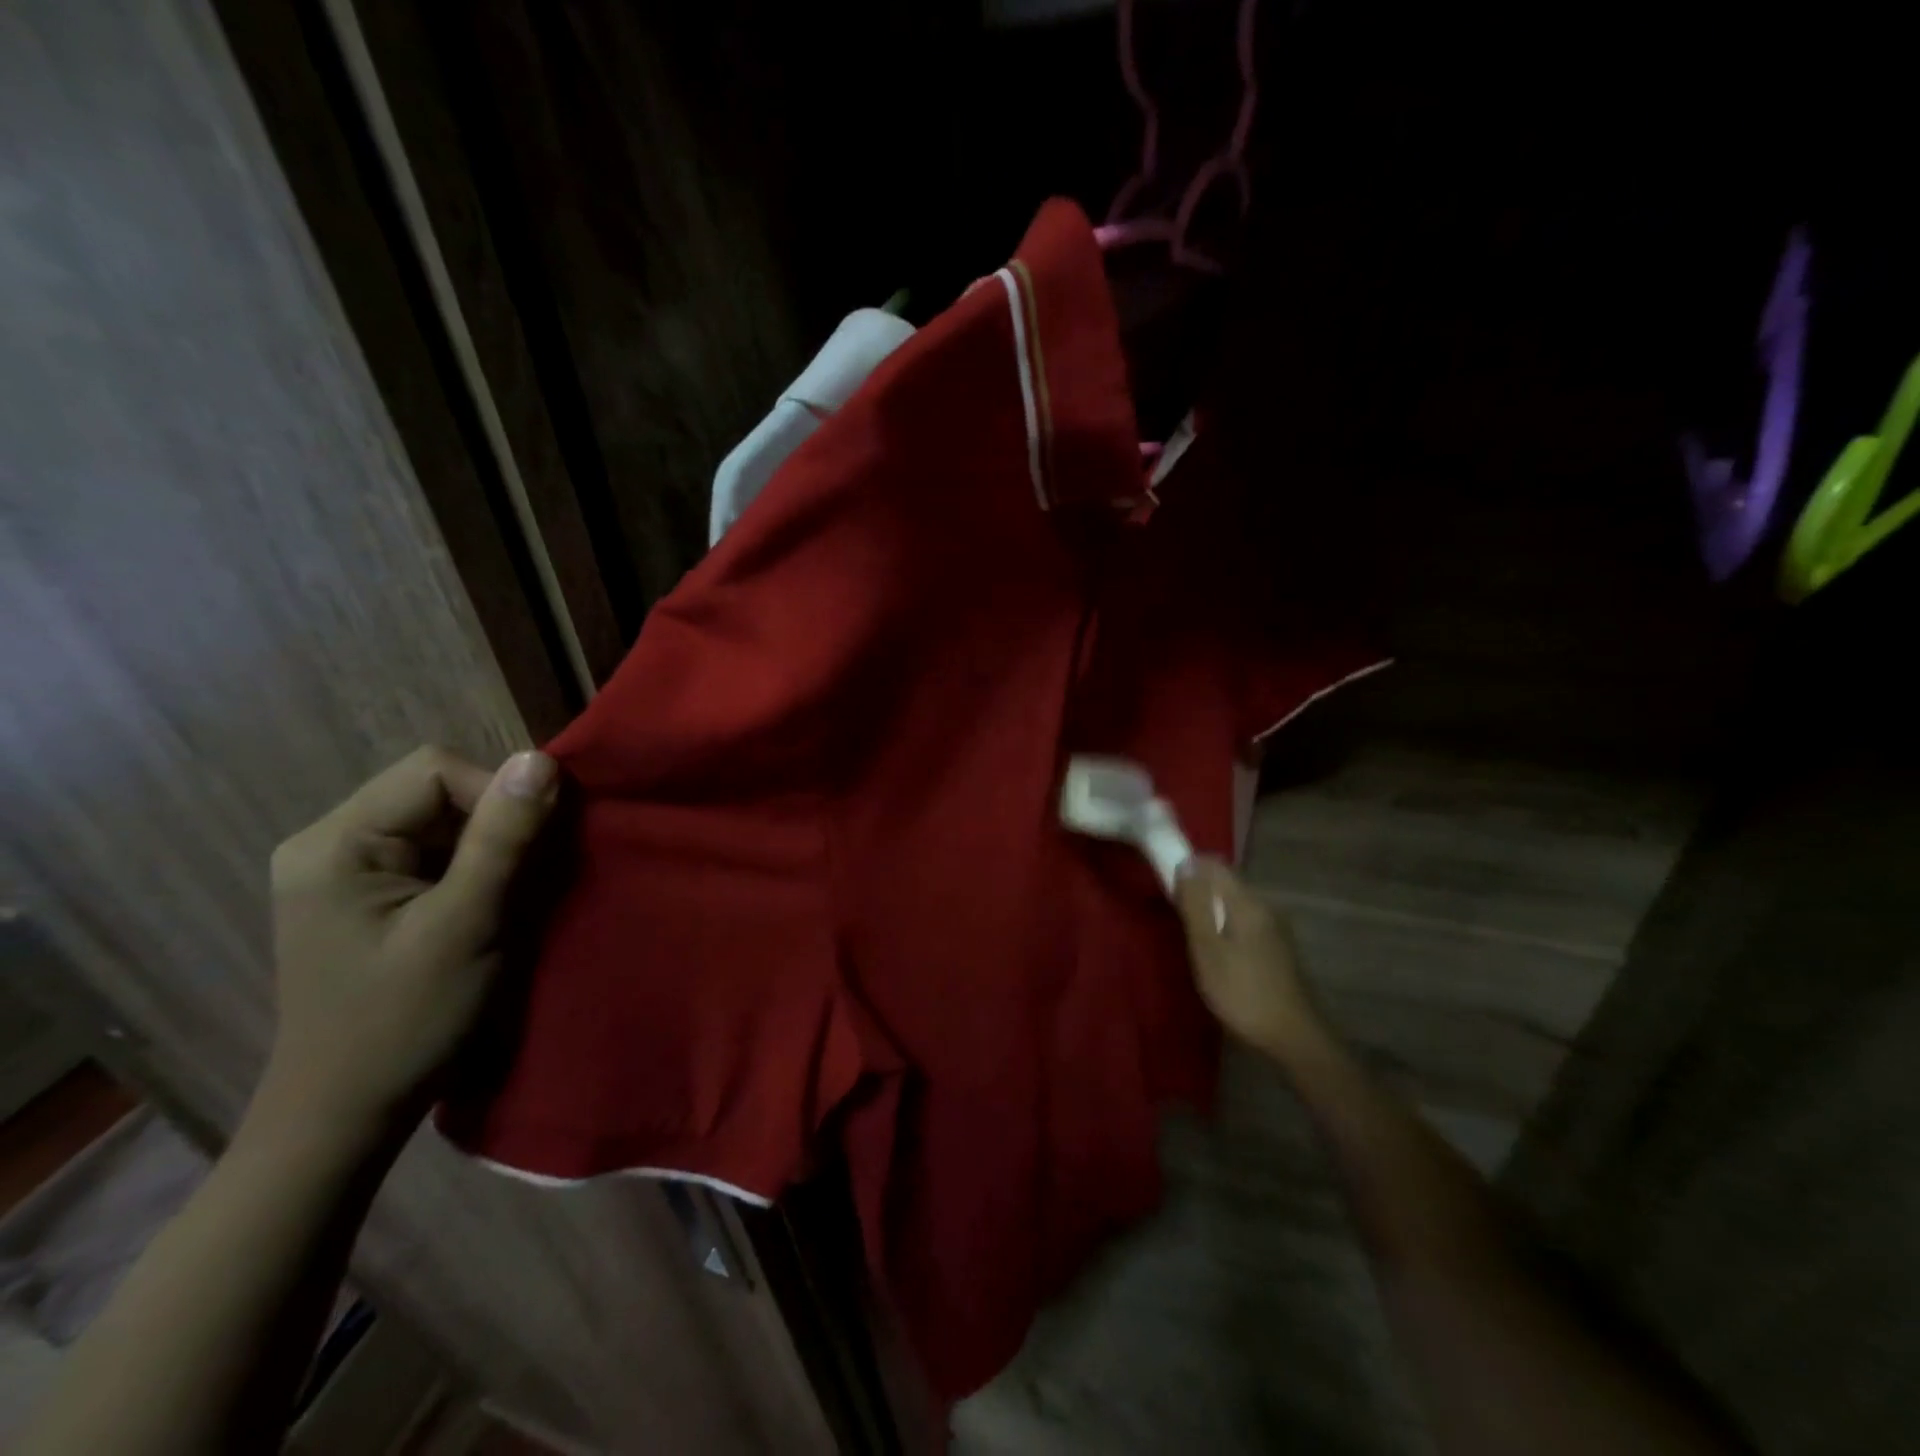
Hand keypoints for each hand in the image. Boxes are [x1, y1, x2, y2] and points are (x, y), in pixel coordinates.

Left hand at [261, 745, 559, 1140]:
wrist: (348, 1114)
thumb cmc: (404, 1022)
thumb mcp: (466, 926)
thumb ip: (503, 840)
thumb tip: (543, 759)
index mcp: (334, 843)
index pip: (435, 771)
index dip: (497, 797)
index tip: (531, 852)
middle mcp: (329, 843)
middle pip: (438, 791)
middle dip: (496, 825)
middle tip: (525, 878)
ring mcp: (345, 870)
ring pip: (443, 821)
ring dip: (491, 849)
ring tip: (509, 897)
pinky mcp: (367, 894)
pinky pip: (435, 852)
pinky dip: (475, 869)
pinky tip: (485, 907)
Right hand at [1174, 857, 1323, 1060]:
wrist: (1293, 1036)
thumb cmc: (1242, 992)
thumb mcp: (1207, 949)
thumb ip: (1195, 905)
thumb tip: (1186, 863)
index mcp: (1247, 902)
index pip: (1214, 865)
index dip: (1188, 869)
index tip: (1170, 892)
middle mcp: (1264, 905)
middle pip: (1224, 882)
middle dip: (1198, 892)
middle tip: (1179, 921)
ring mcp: (1274, 926)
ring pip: (1234, 903)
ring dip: (1211, 912)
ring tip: (1196, 942)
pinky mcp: (1277, 946)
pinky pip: (1244, 920)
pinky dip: (1226, 927)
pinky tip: (1220, 955)